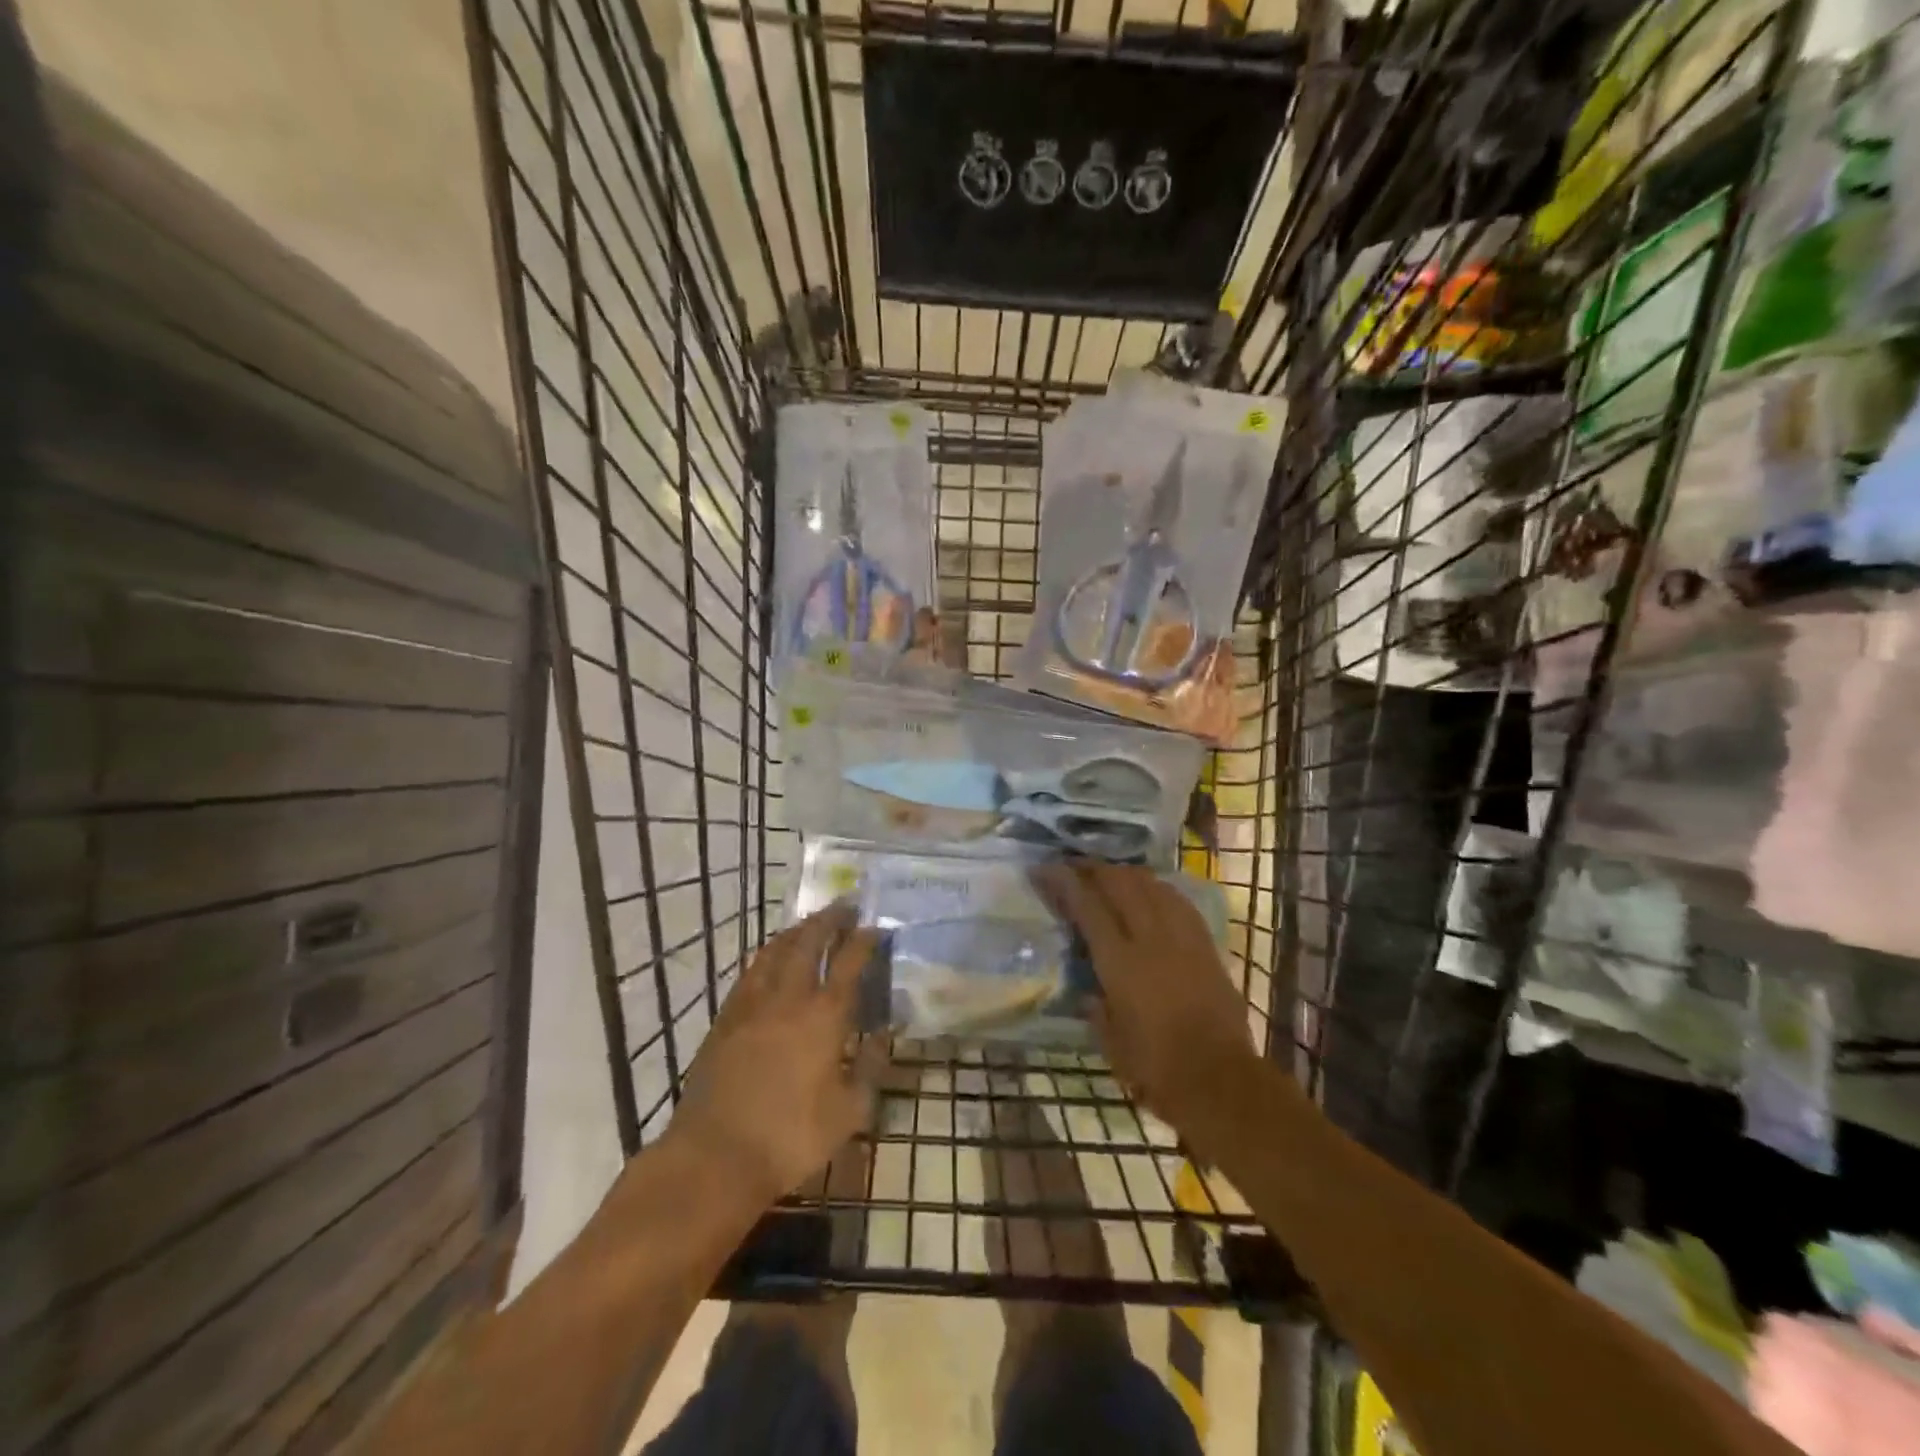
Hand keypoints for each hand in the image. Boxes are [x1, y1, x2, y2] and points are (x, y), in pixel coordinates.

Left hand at [670, 904, 883, 1207]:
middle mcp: (788, 997)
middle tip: (844, 906)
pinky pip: (751, 971)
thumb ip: (871, 1067)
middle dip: (829, 919)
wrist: (714, 1156)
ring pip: (775, 950)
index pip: (849, 962)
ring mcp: (751, 1004)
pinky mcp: (725, 1018)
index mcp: (824, 1016)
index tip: (875, 926)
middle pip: (809, 942)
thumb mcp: (849, 1112)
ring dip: (797, 931)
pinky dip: (767, 955)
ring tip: (810, 924)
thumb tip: (884, 1034)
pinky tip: (770, 959)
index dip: (864, 940)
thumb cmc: (790, 1137)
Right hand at [1034, 861, 1252, 1124]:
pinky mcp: (1206, 946)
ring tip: (1109, 874)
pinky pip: (1178, 902)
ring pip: (1151, 886)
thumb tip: (1088, 991)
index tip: (1044, 869)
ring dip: (1126, 873)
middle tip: (1074, 866)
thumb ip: (1096, 1010)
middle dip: (1093, 868)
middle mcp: (1150, 939)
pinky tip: (1151, 890)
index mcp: (1120, 963)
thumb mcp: (1111, 1044)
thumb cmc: (1158, 1070)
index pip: (1088, 907)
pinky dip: (1158, 889)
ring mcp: (1182, 939)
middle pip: (1120, 884)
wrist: (1222, 1082)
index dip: (1064, 882)